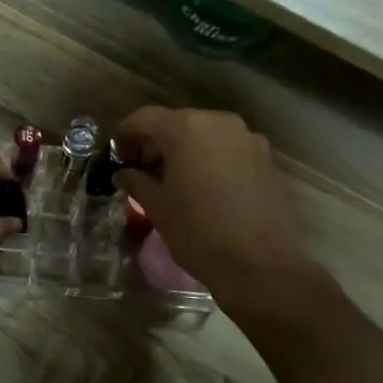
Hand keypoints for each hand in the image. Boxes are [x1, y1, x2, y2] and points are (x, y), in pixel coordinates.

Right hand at [112, 108, 314, 314]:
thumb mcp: (157, 207)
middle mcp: (220, 123)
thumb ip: (136, 181)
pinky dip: (210, 161)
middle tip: (141, 170)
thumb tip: (124, 173)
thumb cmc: (198, 232)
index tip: (116, 154)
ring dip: (185, 151)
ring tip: (172, 181)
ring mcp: (248, 139)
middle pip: (178, 123)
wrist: (260, 264)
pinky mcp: (267, 160)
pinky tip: (204, 188)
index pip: (146, 118)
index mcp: (188, 129)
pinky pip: (228, 151)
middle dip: (156, 143)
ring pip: (206, 136)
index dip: (126, 133)